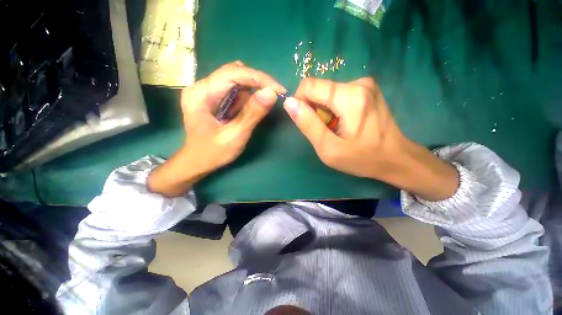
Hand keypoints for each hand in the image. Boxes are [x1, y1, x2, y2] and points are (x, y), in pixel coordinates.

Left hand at [148, 62, 285, 196]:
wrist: (197, 161)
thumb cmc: (213, 153)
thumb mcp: (235, 136)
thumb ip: (252, 114)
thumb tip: (271, 93)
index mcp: (200, 94)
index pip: (233, 73)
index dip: (259, 78)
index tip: (279, 90)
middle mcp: (201, 86)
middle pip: (234, 73)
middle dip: (258, 83)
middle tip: (275, 95)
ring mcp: (206, 90)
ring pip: (235, 79)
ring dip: (253, 90)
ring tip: (260, 107)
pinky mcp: (212, 96)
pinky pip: (234, 89)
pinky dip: (247, 96)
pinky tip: (249, 108)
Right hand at [284, 77, 458, 200]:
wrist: (396, 158)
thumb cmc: (362, 158)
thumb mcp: (328, 148)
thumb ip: (308, 125)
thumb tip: (289, 103)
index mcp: (349, 97)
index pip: (309, 86)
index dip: (300, 102)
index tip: (306, 122)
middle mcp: (359, 83)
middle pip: (319, 89)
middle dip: (314, 109)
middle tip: (324, 130)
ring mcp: (365, 84)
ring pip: (327, 92)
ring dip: (324, 111)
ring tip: (335, 128)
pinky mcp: (367, 88)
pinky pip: (338, 94)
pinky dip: (334, 108)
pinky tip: (344, 123)